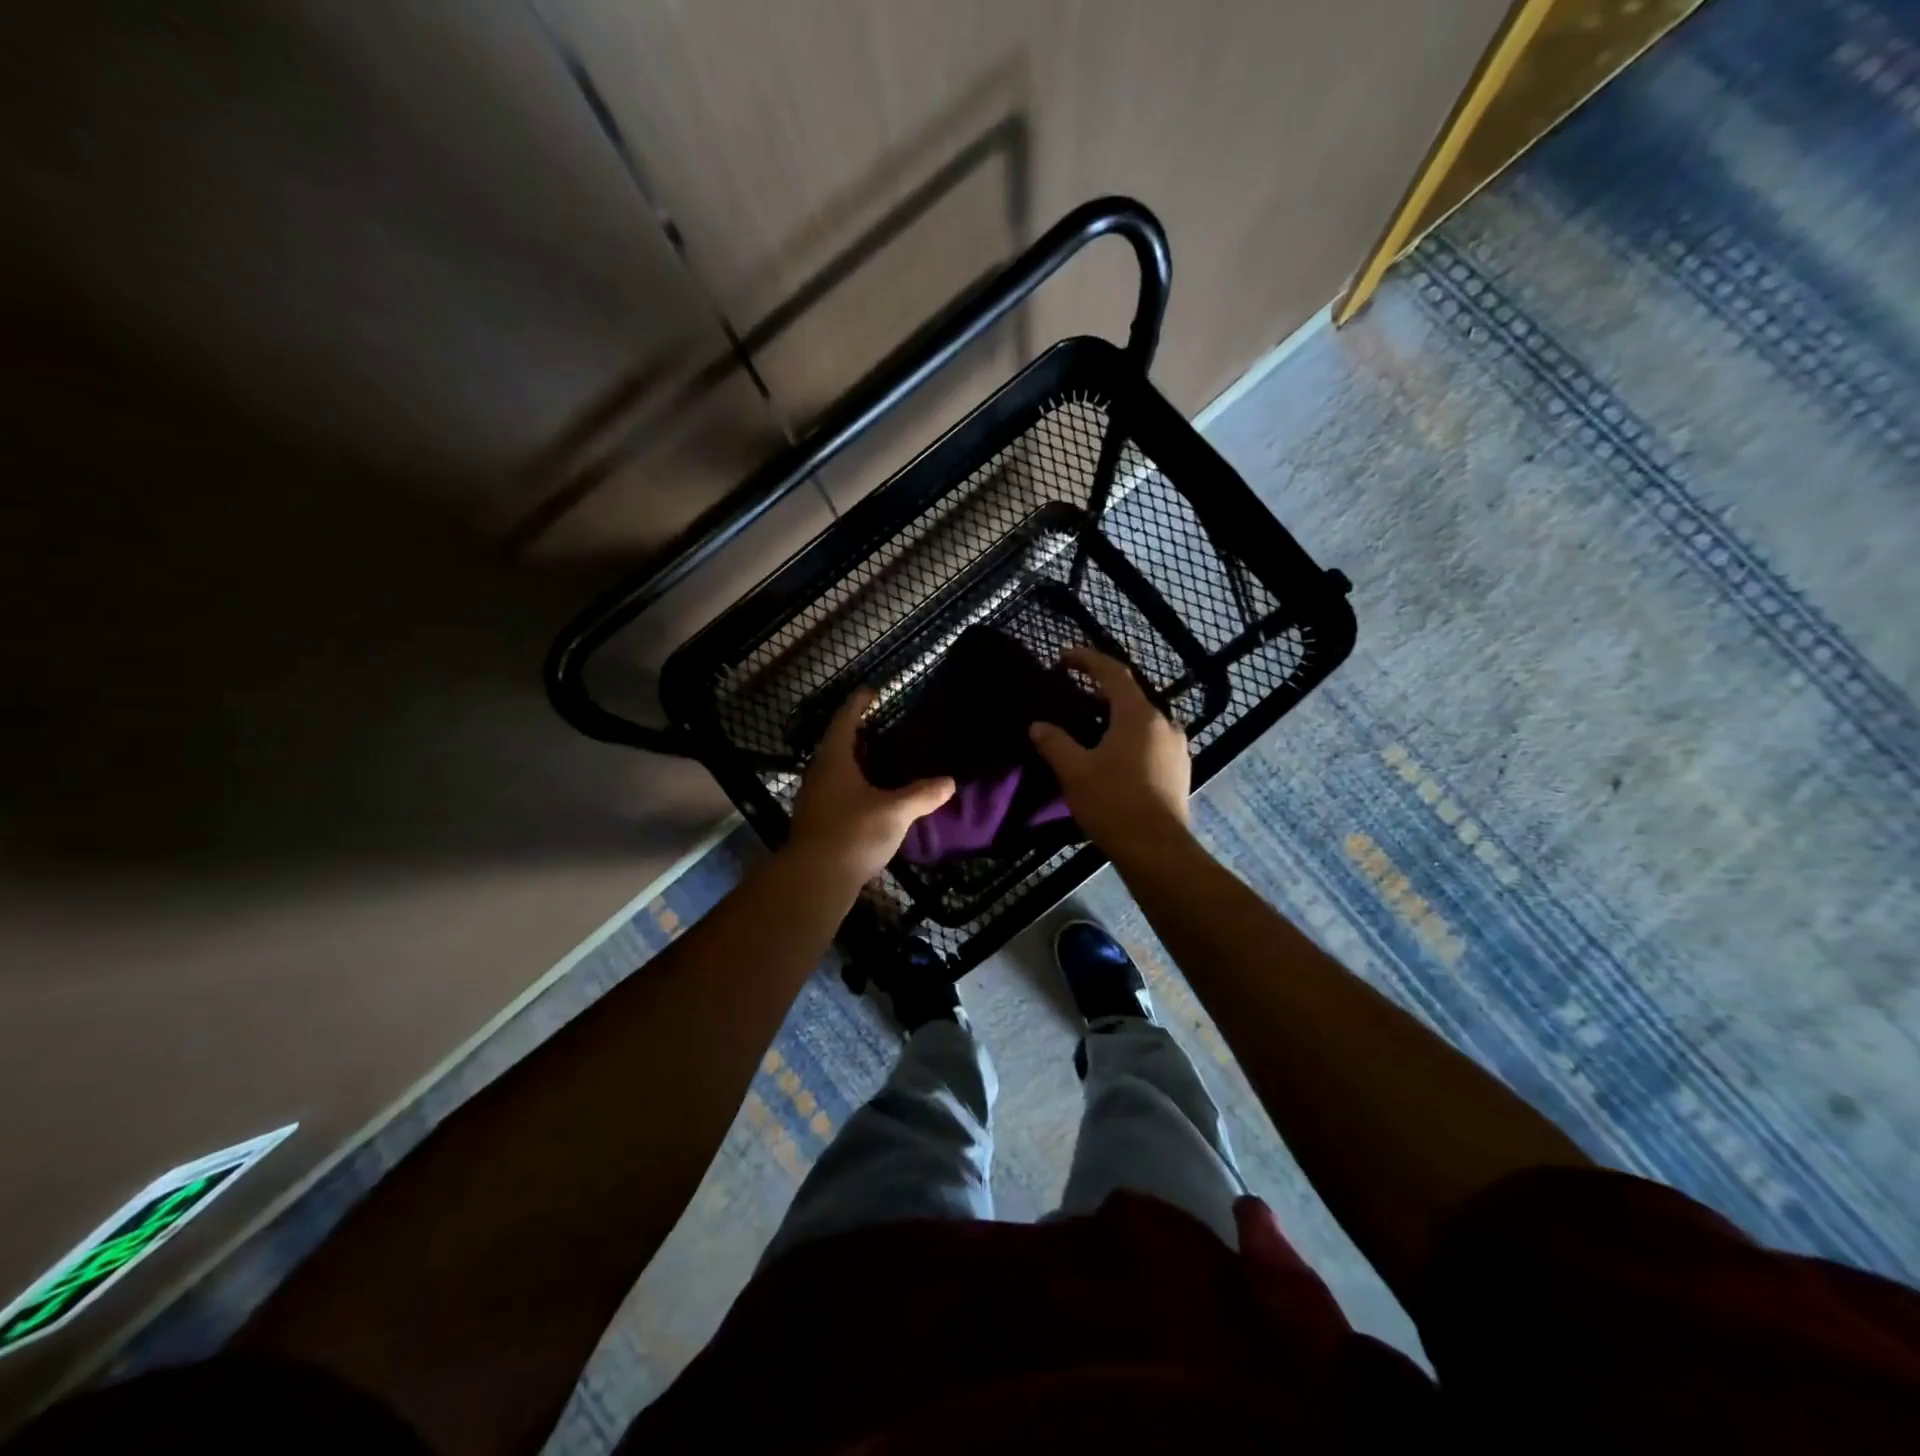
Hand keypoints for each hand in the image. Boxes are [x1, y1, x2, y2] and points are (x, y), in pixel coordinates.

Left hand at [788, 689, 954, 885]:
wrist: (815, 880)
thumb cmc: (853, 833)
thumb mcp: (895, 811)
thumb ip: (922, 794)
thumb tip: (950, 781)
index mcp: (834, 760)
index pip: (845, 720)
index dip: (858, 704)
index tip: (871, 691)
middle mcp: (820, 774)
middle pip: (838, 745)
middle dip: (859, 733)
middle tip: (884, 726)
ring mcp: (816, 799)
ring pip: (837, 771)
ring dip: (858, 762)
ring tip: (884, 760)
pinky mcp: (819, 822)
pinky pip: (838, 793)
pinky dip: (856, 786)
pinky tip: (875, 797)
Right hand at [1029, 647, 1190, 850]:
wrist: (1156, 849)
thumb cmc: (1113, 802)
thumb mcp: (1074, 771)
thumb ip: (1054, 743)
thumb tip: (1038, 726)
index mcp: (1138, 715)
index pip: (1112, 673)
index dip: (1087, 660)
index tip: (1064, 656)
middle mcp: (1164, 724)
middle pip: (1130, 696)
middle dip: (1100, 691)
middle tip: (1073, 694)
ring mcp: (1177, 748)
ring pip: (1142, 721)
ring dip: (1116, 717)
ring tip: (1090, 727)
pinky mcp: (1180, 771)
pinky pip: (1151, 742)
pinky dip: (1129, 738)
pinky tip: (1113, 756)